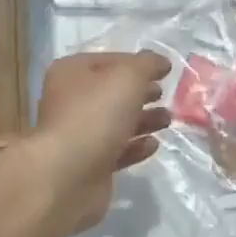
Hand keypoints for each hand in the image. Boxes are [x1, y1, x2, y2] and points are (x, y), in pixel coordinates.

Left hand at [28, 51, 171, 232]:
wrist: (67, 176)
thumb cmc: (96, 114)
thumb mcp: (128, 77)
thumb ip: (147, 64)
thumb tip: (160, 62)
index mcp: (72, 72)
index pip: (111, 60)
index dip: (138, 64)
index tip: (165, 72)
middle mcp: (71, 100)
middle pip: (113, 92)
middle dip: (142, 93)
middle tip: (165, 95)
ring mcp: (78, 135)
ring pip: (116, 122)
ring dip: (143, 119)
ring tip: (167, 120)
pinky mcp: (88, 165)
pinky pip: (117, 150)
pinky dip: (136, 146)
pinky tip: (153, 145)